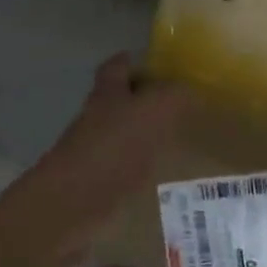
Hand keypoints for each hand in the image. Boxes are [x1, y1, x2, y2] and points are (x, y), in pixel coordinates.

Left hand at [6, 54, 186, 264]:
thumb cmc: (113, 149)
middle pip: (120, 102)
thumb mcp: (152, 112)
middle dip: (145, 101)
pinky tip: (168, 175)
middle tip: (180, 106)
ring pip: (126, 136)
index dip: (133, 62)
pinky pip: (129, 169)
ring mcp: (98, 154)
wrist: (75, 204)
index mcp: (107, 95)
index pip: (117, 68)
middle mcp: (98, 120)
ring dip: (148, 136)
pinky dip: (146, 168)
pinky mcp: (102, 185)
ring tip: (182, 140)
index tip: (159, 66)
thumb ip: (174, 95)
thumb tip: (191, 90)